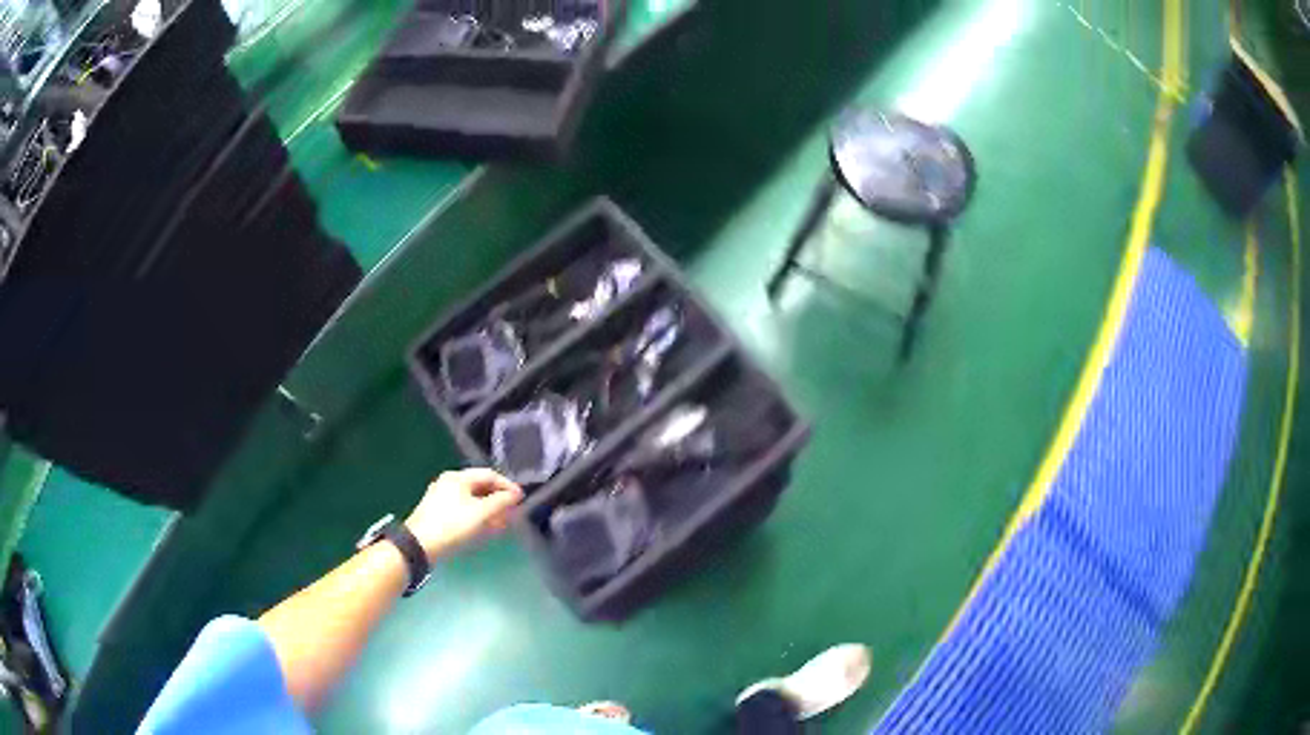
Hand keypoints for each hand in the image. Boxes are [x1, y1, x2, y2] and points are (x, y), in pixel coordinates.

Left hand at [405, 469, 523, 561]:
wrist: (419, 545)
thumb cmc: (452, 526)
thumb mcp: (481, 514)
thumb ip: (501, 502)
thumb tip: (515, 494)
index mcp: (458, 478)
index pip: (489, 475)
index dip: (507, 486)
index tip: (521, 500)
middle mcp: (448, 483)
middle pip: (480, 487)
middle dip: (498, 500)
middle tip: (512, 514)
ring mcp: (441, 498)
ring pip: (471, 500)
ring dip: (488, 511)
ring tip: (501, 525)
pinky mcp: (437, 514)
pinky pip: (463, 510)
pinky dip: (477, 517)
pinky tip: (483, 530)